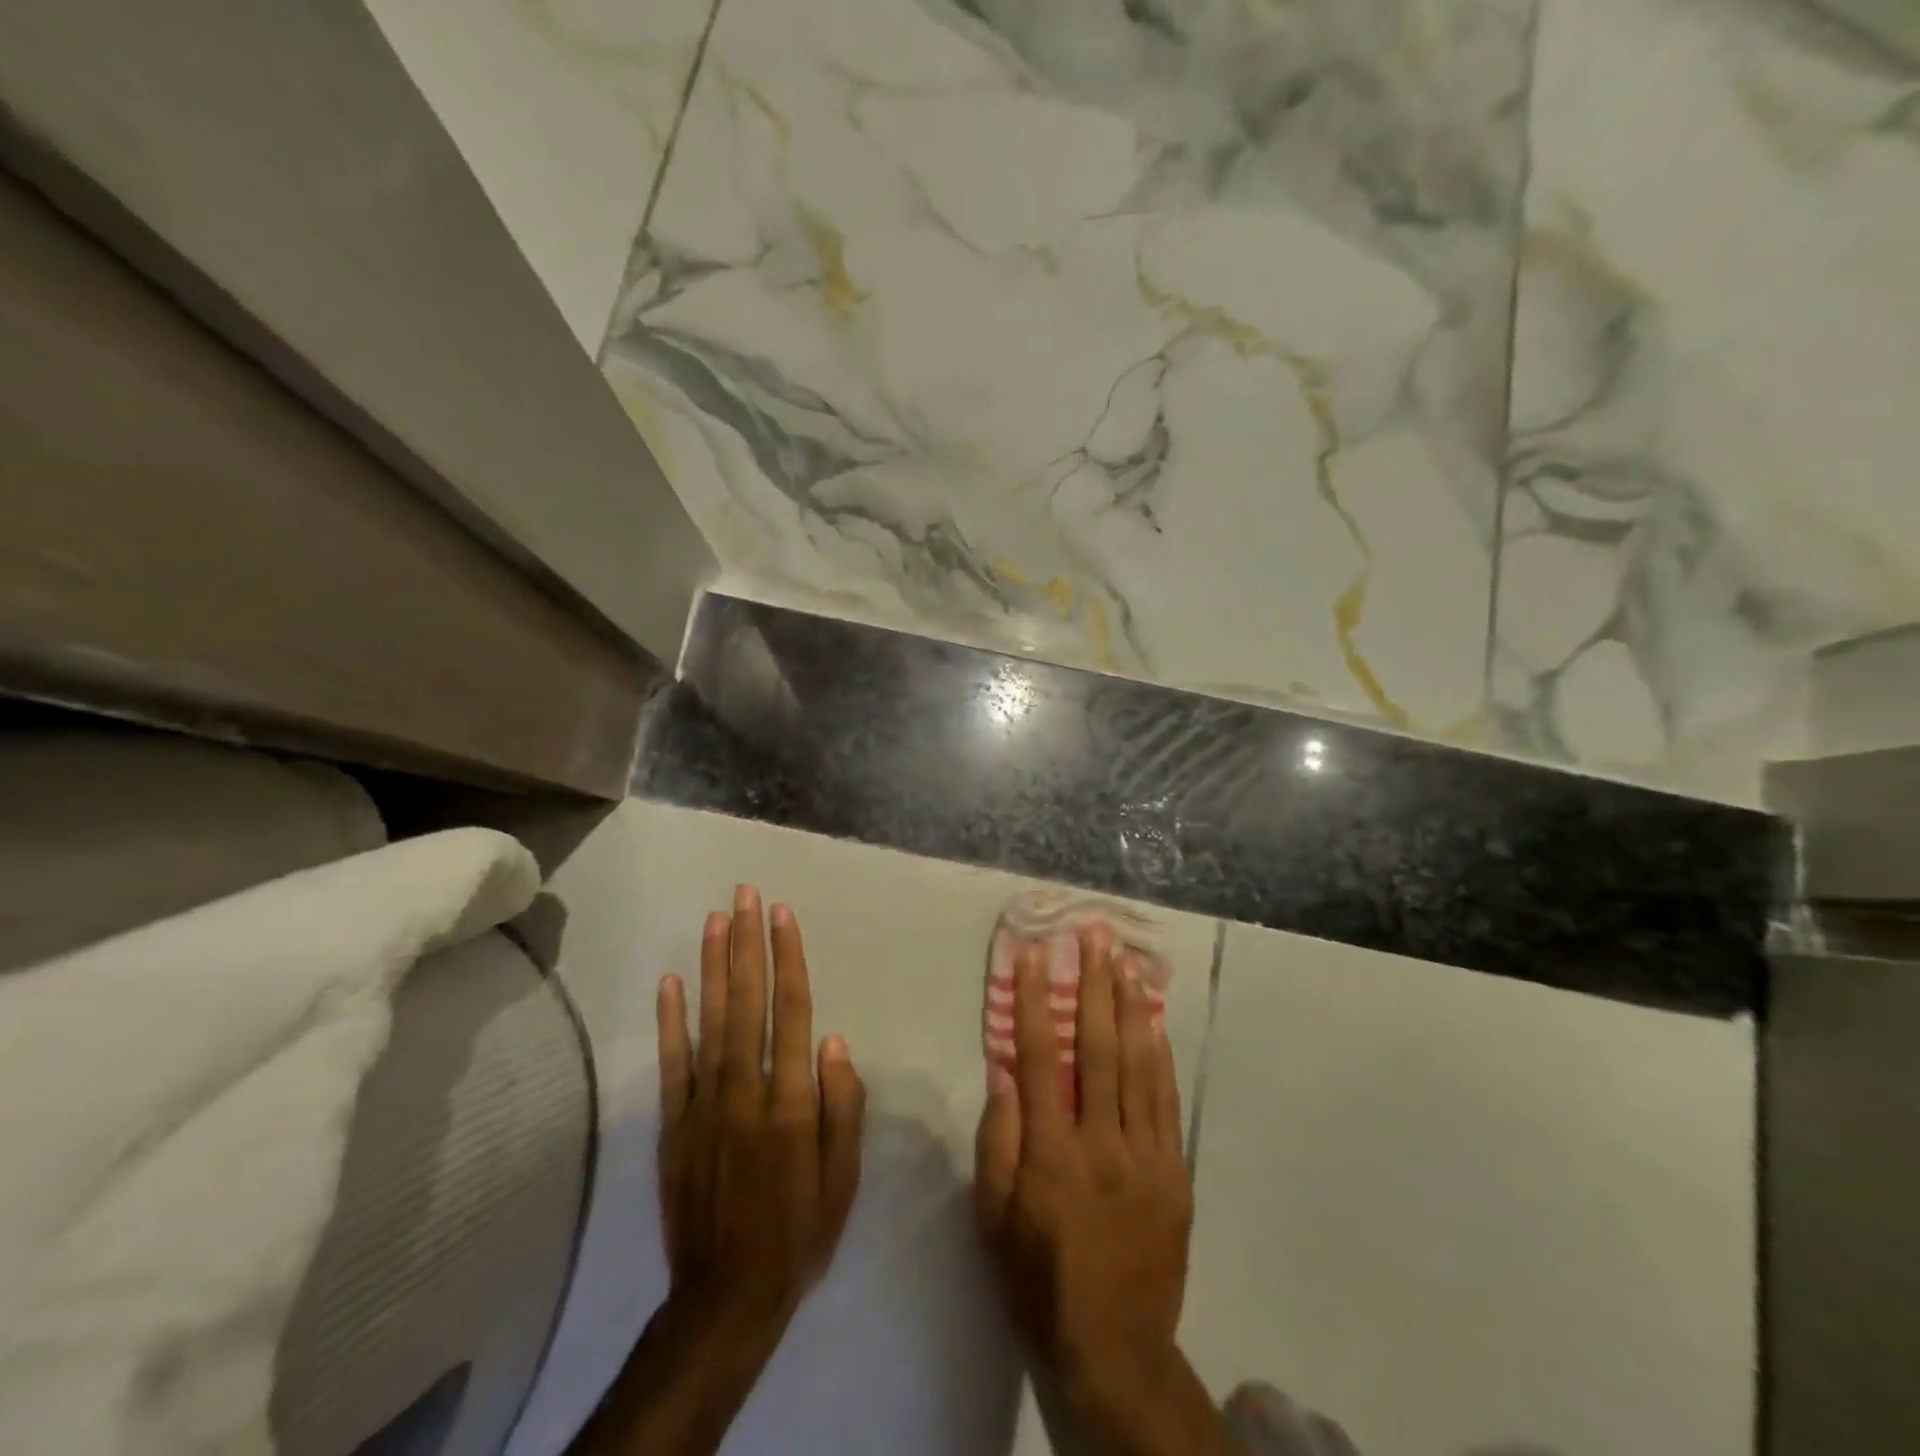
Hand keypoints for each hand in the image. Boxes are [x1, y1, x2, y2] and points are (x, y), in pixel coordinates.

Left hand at [569, 888, 864, 1455]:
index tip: (782, 915)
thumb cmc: (799, 1232)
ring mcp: (703, 1105)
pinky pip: (671, 1064)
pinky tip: (670, 982)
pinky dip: (669, 1021)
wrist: (726, 1298)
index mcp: (791, 1102)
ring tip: (716, 919)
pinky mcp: (673, 1125)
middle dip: (747, 944)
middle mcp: (745, 1091)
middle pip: (748, 1002)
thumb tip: (835, 1041)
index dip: (787, 959)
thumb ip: (843, 1107)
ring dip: (712, 966)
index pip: (792, 1012)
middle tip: (745, 895)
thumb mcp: (844, 1179)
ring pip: (710, 1021)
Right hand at [975, 926, 1225, 1453]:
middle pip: (1098, 1047)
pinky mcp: (1176, 1173)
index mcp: (1052, 1153)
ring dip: (1131, 1006)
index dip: (1035, 1001)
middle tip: (1093, 935)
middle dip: (1093, 984)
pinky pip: (1168, 1102)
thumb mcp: (994, 1217)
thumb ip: (998, 1138)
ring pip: (1140, 1065)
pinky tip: (1154, 1022)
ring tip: (1125, 960)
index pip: (1040, 1057)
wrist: (1114, 1349)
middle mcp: (1103, 1143)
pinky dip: (1160, 1056)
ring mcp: (1148, 1156)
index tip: (1033, 955)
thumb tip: (1005, 1067)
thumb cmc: (1037, 1279)